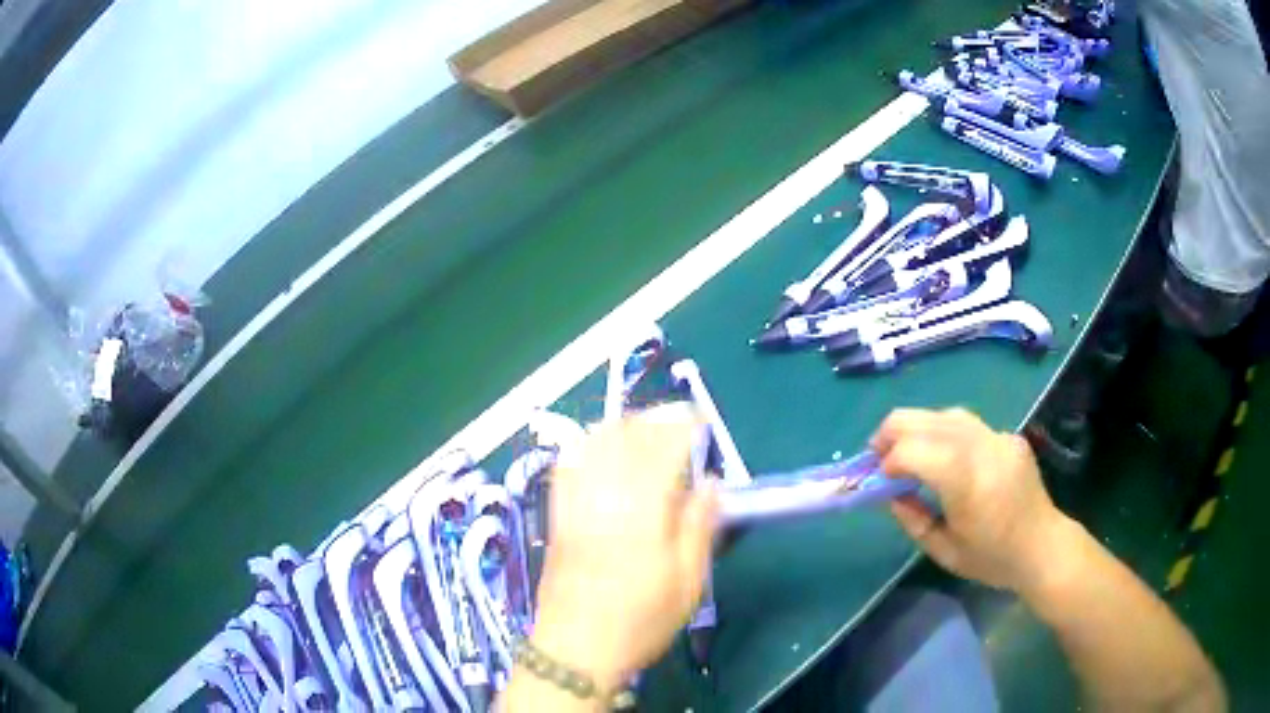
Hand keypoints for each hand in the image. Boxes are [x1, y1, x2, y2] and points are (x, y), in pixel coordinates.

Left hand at [531, 403, 718, 691]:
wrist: (576, 650)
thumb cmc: (640, 621)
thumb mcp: (687, 583)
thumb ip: (699, 527)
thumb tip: (710, 484)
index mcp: (643, 512)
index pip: (661, 447)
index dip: (680, 424)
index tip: (697, 417)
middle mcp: (604, 497)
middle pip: (624, 437)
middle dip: (651, 419)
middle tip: (674, 420)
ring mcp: (574, 504)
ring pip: (593, 445)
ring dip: (619, 426)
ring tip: (642, 428)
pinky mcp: (556, 517)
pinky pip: (566, 467)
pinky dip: (585, 446)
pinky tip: (597, 447)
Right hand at [871, 408, 1070, 593]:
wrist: (1043, 546)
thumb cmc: (992, 559)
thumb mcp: (944, 551)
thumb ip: (912, 519)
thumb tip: (890, 493)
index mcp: (966, 482)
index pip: (913, 451)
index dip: (887, 460)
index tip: (877, 479)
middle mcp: (983, 448)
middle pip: (925, 420)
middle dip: (892, 433)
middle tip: (876, 454)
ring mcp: (999, 437)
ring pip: (946, 414)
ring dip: (918, 427)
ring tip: (904, 448)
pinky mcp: (1009, 436)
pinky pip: (969, 425)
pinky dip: (945, 433)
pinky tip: (943, 454)